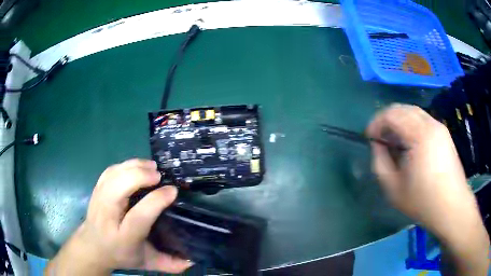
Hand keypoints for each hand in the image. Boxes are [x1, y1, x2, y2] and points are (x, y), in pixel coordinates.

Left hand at [46, 159, 191, 274]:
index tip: (172, 191)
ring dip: (133, 167)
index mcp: (124, 237)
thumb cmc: (121, 254)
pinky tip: (135, 167)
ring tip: (151, 167)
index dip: (155, 201)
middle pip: (119, 188)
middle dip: (140, 176)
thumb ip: (169, 264)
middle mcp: (108, 216)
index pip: (138, 215)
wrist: (93, 246)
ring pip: (113, 175)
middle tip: (159, 175)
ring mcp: (99, 200)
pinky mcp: (96, 190)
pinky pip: (109, 171)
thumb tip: (191, 262)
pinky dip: (124, 165)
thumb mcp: (146, 263)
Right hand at [367, 104, 475, 230]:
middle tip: (381, 138)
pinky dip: (411, 125)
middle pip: (402, 108)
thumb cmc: (423, 201)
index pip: (391, 114)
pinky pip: (423, 120)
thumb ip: (380, 162)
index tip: (369, 138)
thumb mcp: (394, 188)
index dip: (376, 122)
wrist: (452, 207)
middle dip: (387, 120)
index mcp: (419, 134)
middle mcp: (430, 124)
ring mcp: (439, 127)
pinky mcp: (444, 134)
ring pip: (413, 112)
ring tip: (394, 141)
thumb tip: (378, 145)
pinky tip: (410, 144)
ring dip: (399, 122)